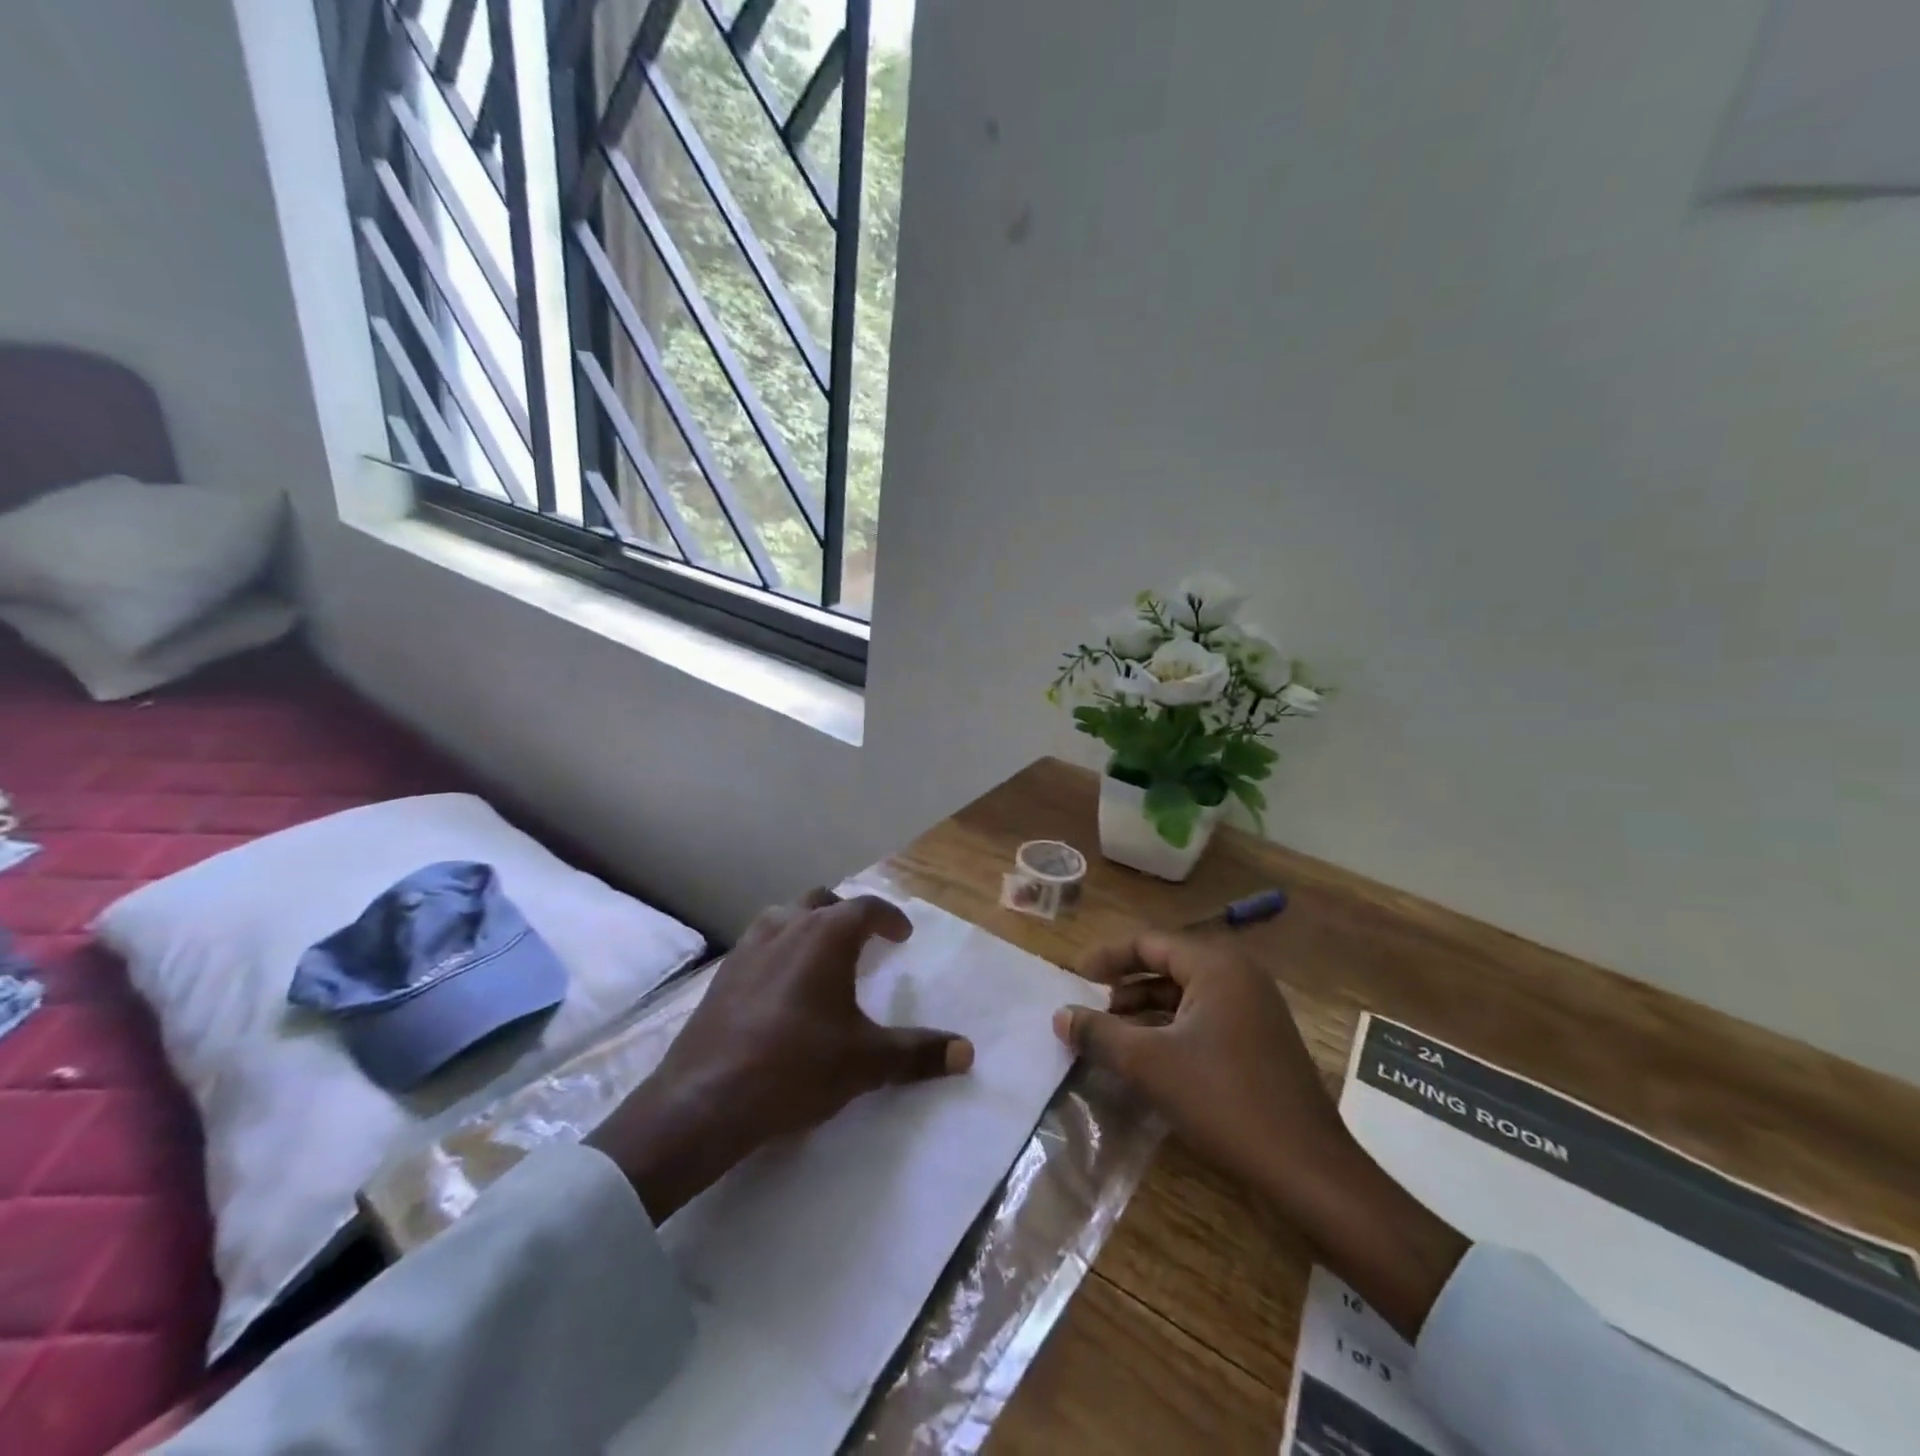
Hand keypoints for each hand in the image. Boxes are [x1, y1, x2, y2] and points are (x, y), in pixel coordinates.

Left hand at [589, 890, 973, 1221]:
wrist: (705, 1099)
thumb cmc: (796, 1068)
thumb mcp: (866, 1061)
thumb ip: (918, 1052)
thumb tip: (967, 1052)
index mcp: (825, 936)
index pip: (866, 908)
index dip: (890, 918)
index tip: (903, 936)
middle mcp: (787, 927)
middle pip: (823, 901)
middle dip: (848, 914)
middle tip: (865, 940)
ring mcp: (748, 947)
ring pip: (785, 916)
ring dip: (809, 925)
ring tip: (822, 956)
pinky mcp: (722, 974)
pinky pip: (759, 943)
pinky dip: (780, 948)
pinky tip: (781, 985)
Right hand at [1056, 931, 1467, 1340]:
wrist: (1308, 1169)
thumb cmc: (1224, 1100)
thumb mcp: (1149, 1063)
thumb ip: (1100, 1033)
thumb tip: (1060, 1015)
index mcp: (1217, 965)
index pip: (1149, 943)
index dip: (1107, 958)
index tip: (1074, 978)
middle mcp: (1239, 976)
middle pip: (1167, 967)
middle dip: (1124, 989)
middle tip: (1089, 1012)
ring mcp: (1255, 1009)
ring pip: (1185, 997)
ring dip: (1145, 1013)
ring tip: (1111, 1038)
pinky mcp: (1261, 1041)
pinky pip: (1204, 1020)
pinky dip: (1171, 1032)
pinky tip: (1148, 1060)